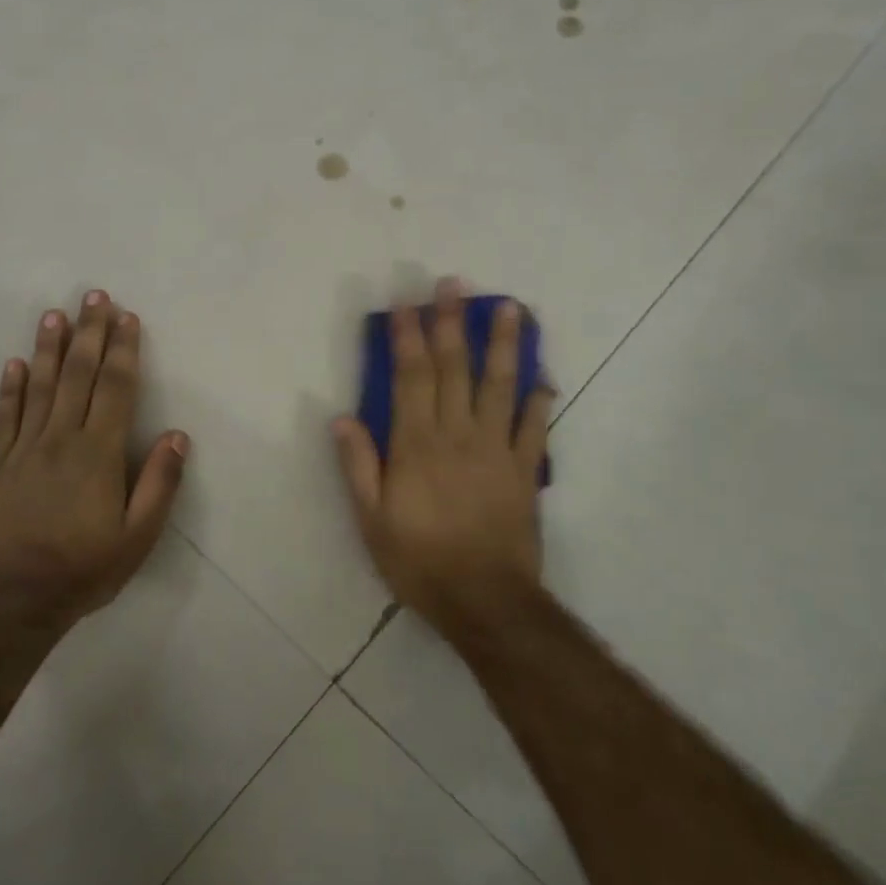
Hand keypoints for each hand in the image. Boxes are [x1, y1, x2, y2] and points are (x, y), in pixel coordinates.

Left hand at [0, 291, 188, 622]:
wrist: (19, 599)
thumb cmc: (88, 566)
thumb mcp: (139, 535)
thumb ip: (160, 482)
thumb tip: (177, 435)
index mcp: (99, 453)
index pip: (115, 388)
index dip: (123, 350)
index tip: (127, 317)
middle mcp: (61, 439)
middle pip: (78, 375)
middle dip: (89, 333)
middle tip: (94, 296)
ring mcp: (25, 449)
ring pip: (40, 387)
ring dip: (49, 347)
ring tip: (55, 314)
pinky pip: (5, 417)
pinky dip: (10, 387)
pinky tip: (15, 362)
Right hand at [331, 278, 551, 630]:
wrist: (485, 600)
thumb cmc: (420, 561)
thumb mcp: (372, 520)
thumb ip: (358, 465)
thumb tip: (341, 417)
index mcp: (417, 444)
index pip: (411, 377)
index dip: (407, 337)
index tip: (405, 304)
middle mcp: (457, 434)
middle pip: (454, 368)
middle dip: (451, 322)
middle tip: (453, 283)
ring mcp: (496, 449)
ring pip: (500, 385)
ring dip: (504, 344)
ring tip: (509, 307)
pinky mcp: (524, 469)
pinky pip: (534, 426)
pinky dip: (540, 398)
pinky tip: (544, 375)